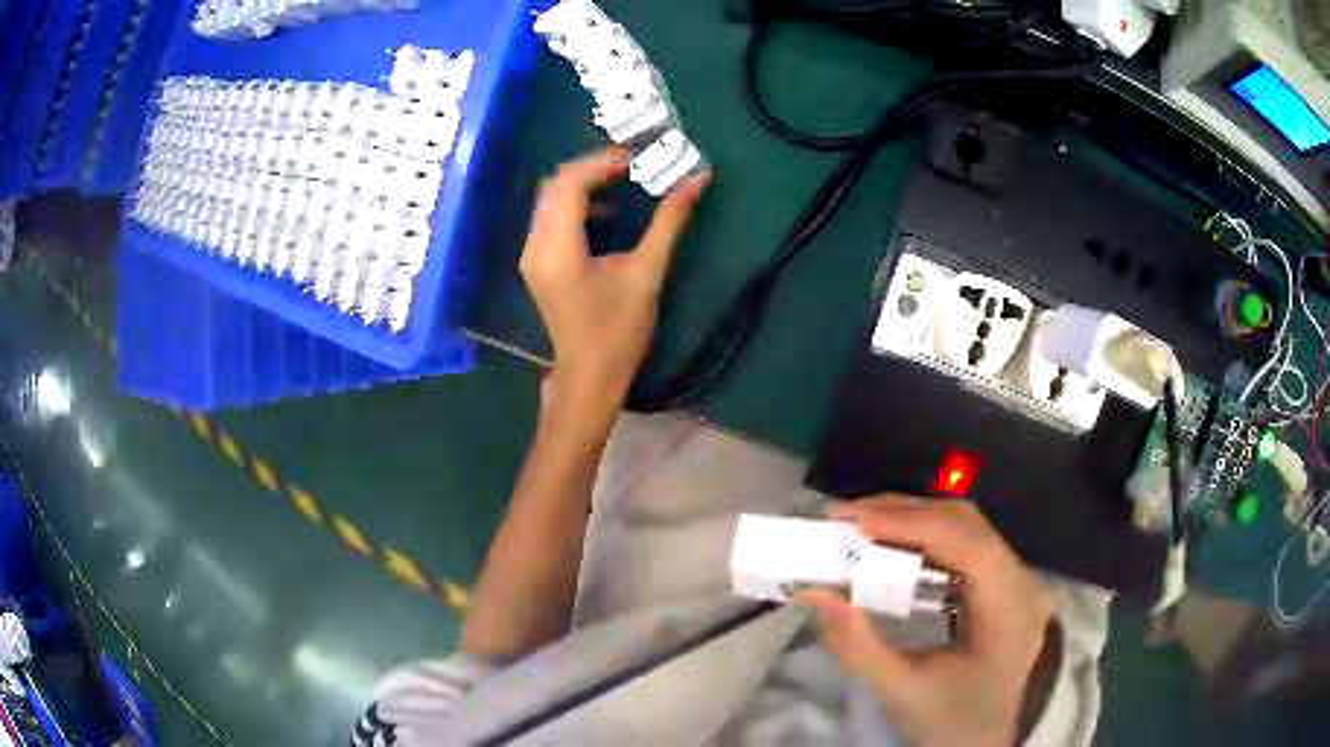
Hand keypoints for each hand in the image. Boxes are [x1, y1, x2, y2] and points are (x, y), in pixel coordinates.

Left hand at [520, 148, 709, 412]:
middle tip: (633, 165)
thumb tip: (698, 179)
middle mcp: (535, 246)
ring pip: (550, 199)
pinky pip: (551, 217)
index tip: (639, 158)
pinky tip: (606, 212)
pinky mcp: (537, 263)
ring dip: (584, 183)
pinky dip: (577, 204)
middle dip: (594, 167)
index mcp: (558, 248)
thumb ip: (669, 221)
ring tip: (624, 180)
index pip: (570, 183)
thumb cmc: (619, 331)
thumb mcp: (647, 273)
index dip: (603, 162)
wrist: (590, 377)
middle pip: (555, 184)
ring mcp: (532, 255)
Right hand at [798, 497, 1053, 746]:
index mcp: (1011, 607)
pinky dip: (925, 542)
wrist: (983, 745)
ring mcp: (1017, 580)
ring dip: (913, 523)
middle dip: (906, 514)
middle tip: (847, 519)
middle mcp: (1023, 581)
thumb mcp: (900, 691)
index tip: (853, 520)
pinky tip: (894, 551)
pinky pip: (965, 547)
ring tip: (862, 529)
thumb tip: (811, 590)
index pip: (967, 543)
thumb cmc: (949, 722)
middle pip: (967, 524)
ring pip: (967, 529)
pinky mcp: (1004, 586)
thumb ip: (855, 643)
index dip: (911, 523)